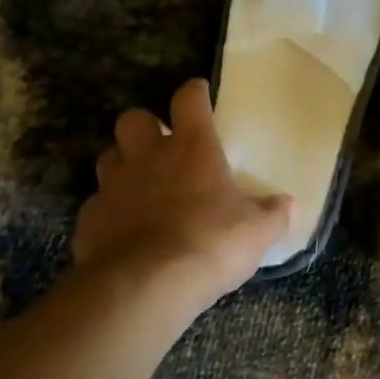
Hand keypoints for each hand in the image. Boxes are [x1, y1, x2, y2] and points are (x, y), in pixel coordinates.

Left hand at [72, 78, 292, 309]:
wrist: (146, 285)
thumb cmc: (211, 242)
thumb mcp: (258, 231)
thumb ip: (274, 214)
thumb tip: (290, 204)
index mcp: (192, 148)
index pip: (189, 100)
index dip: (194, 92)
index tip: (200, 93)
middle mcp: (148, 157)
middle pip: (134, 118)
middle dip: (146, 126)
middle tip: (162, 145)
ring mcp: (114, 187)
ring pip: (109, 158)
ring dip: (124, 165)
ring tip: (141, 185)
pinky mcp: (89, 220)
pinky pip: (97, 205)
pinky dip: (110, 212)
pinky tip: (124, 230)